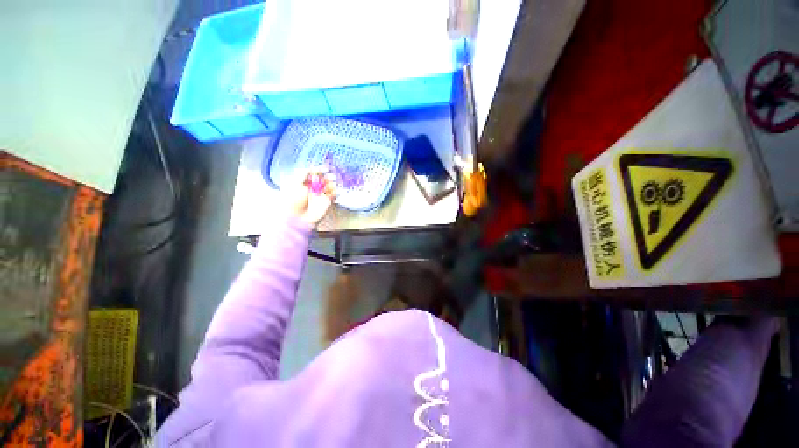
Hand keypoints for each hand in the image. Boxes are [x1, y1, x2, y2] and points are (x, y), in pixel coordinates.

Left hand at [285, 170, 337, 226]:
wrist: (298, 218)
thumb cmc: (293, 200)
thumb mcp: (295, 183)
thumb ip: (304, 173)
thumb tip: (313, 167)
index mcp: (303, 182)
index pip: (313, 173)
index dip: (319, 170)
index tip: (326, 168)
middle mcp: (312, 188)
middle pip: (323, 178)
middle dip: (327, 176)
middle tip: (330, 177)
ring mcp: (320, 195)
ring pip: (329, 185)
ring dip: (332, 184)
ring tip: (330, 186)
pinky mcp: (326, 202)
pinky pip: (334, 195)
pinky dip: (335, 192)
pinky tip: (333, 192)